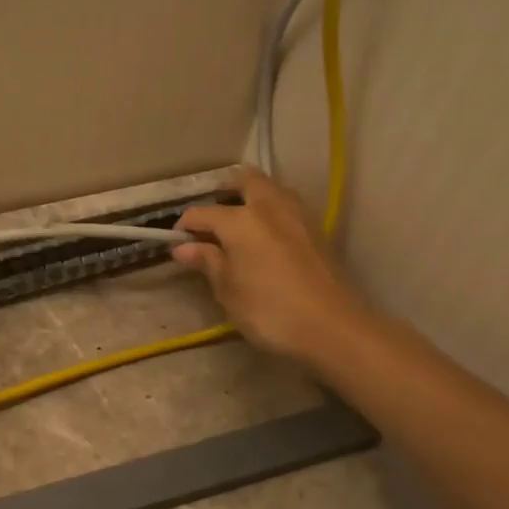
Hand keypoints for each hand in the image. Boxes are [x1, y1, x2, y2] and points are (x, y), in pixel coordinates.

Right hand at [172, 167, 371, 364]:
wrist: (332, 327)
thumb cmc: (269, 311)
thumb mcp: (228, 290)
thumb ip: (207, 262)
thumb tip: (183, 248)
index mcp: (240, 220)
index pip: (202, 213)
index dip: (185, 225)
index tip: (177, 241)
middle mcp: (270, 207)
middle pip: (245, 180)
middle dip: (225, 189)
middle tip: (212, 213)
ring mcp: (298, 215)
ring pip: (271, 189)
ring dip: (252, 196)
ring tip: (239, 221)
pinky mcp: (317, 230)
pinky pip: (287, 206)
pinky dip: (271, 211)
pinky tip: (265, 236)